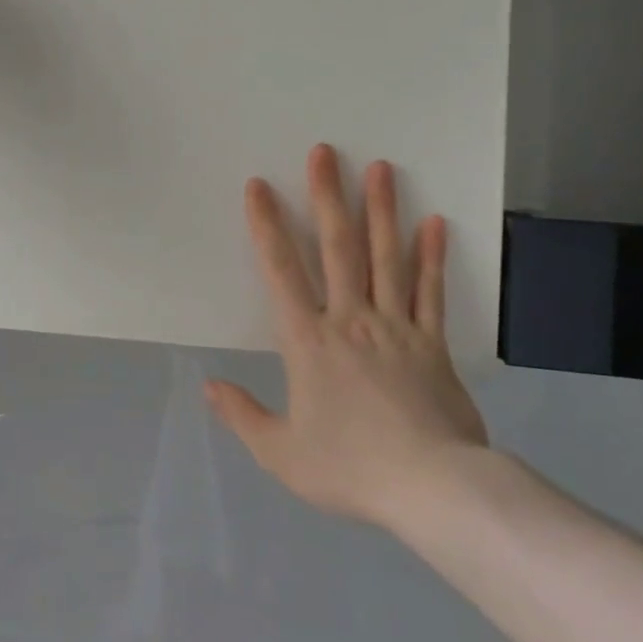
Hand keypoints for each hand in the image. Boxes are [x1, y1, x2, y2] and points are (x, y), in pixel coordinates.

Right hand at [206, 145, 488, 529]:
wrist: (432, 489)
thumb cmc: (350, 467)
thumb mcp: (281, 453)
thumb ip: (242, 415)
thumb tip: (208, 384)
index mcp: (308, 342)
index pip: (281, 271)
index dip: (266, 226)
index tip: (259, 186)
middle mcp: (350, 320)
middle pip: (338, 248)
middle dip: (328, 197)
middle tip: (325, 152)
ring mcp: (396, 327)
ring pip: (386, 258)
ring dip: (381, 210)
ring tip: (381, 168)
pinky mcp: (433, 343)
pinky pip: (431, 292)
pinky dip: (432, 257)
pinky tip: (434, 223)